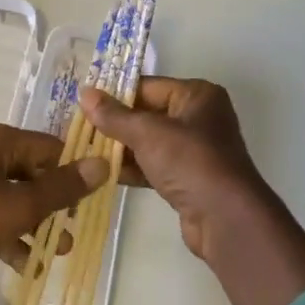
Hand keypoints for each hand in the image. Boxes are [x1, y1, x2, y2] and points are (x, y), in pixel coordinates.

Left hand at [0, 123, 104, 304]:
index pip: (50, 148)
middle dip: (56, 205)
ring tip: (60, 252)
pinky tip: (29, 267)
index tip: (97, 199)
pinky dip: (11, 237)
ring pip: (14, 198)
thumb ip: (61, 188)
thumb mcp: (18, 206)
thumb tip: (102, 163)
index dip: (75, 172)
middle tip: (77, 232)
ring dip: (37, 224)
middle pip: (33, 173)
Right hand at [78, 77, 286, 265]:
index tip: (82, 103)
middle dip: (115, 124)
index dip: (115, 94)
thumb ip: (114, 115)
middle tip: (78, 128)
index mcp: (197, 95)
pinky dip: (132, 168)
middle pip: (146, 114)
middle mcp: (199, 117)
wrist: (225, 218)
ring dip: (120, 148)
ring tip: (84, 151)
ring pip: (148, 142)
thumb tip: (84, 93)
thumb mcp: (147, 133)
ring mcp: (194, 150)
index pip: (147, 86)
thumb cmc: (189, 161)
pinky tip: (103, 173)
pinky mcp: (188, 178)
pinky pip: (153, 165)